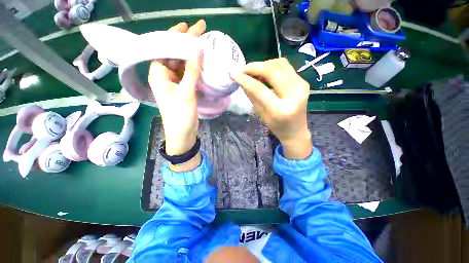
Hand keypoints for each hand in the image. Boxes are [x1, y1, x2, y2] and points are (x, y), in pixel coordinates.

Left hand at [148, 20, 205, 170]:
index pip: (164, 48)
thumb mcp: (186, 93)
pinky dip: (195, 67)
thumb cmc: (181, 116)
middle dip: (186, 43)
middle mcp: (164, 76)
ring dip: (192, 55)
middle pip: (174, 55)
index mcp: (158, 74)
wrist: (183, 135)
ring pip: (182, 64)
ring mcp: (175, 83)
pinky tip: (203, 62)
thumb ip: (191, 71)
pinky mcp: (183, 89)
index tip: (188, 26)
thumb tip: (197, 48)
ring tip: (204, 43)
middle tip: (201, 31)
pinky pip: (188, 74)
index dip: (176, 36)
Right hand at [231, 58, 311, 159]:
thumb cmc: (276, 127)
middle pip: (273, 71)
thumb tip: (242, 80)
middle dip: (255, 67)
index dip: (246, 79)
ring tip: (253, 71)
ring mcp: (302, 86)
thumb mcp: (261, 115)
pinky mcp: (303, 82)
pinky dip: (272, 66)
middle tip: (243, 69)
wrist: (296, 130)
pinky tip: (265, 72)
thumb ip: (252, 96)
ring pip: (280, 64)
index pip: (260, 89)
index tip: (234, 74)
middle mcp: (295, 95)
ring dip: (264, 65)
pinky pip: (286, 67)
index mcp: (281, 110)